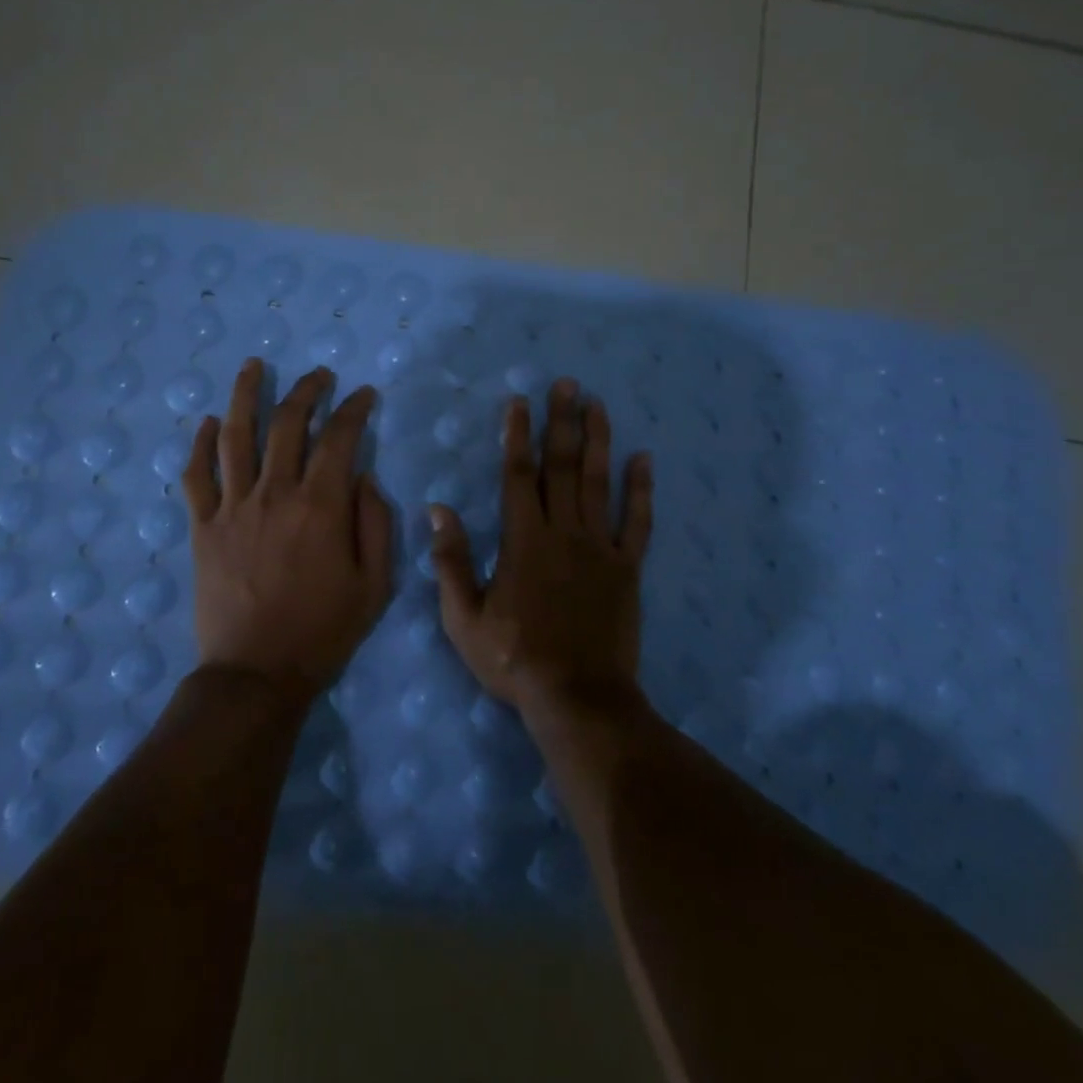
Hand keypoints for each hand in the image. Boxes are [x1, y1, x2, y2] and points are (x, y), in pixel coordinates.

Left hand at [182, 360, 394, 701]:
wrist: (257, 673)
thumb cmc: (324, 631)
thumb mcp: (375, 584)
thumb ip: (376, 523)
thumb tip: (363, 476)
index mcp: (320, 507)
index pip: (340, 438)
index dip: (354, 409)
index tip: (364, 395)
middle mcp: (275, 494)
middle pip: (288, 424)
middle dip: (307, 390)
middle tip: (320, 374)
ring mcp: (233, 507)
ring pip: (236, 436)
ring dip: (246, 395)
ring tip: (255, 366)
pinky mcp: (203, 527)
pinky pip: (196, 476)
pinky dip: (201, 444)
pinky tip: (209, 422)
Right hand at [431, 378, 653, 712]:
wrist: (577, 697)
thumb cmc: (514, 659)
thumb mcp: (465, 617)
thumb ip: (452, 561)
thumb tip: (439, 510)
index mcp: (524, 540)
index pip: (518, 476)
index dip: (518, 436)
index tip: (520, 403)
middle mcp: (564, 533)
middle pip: (561, 467)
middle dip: (561, 422)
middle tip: (567, 384)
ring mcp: (600, 548)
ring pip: (598, 483)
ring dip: (598, 441)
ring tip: (598, 405)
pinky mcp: (627, 569)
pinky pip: (636, 522)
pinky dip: (640, 490)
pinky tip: (643, 460)